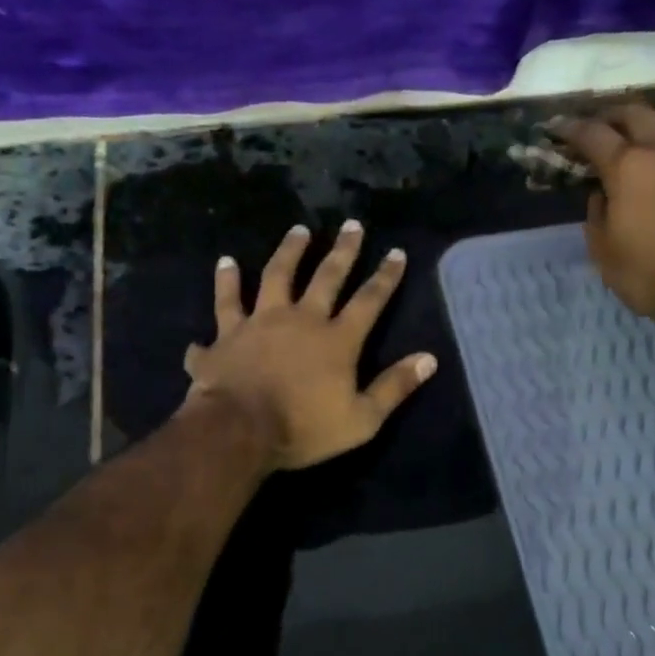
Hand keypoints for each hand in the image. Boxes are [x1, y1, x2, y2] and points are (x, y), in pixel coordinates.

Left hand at [183, 221, 437, 471]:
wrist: (238, 431)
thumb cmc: (303, 429)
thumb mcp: (362, 419)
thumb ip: (394, 387)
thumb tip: (429, 359)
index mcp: (336, 340)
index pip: (369, 301)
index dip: (385, 277)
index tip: (396, 252)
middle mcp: (301, 319)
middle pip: (326, 277)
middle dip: (343, 251)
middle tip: (352, 225)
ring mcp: (260, 322)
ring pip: (276, 276)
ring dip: (289, 251)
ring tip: (298, 230)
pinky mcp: (227, 333)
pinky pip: (225, 302)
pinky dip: (225, 282)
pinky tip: (225, 263)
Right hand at [552, 104, 654, 319]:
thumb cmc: (650, 273)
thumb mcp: (604, 253)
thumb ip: (597, 216)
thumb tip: (602, 195)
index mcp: (629, 167)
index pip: (592, 135)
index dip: (572, 128)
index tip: (560, 128)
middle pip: (640, 114)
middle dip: (618, 116)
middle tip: (608, 126)